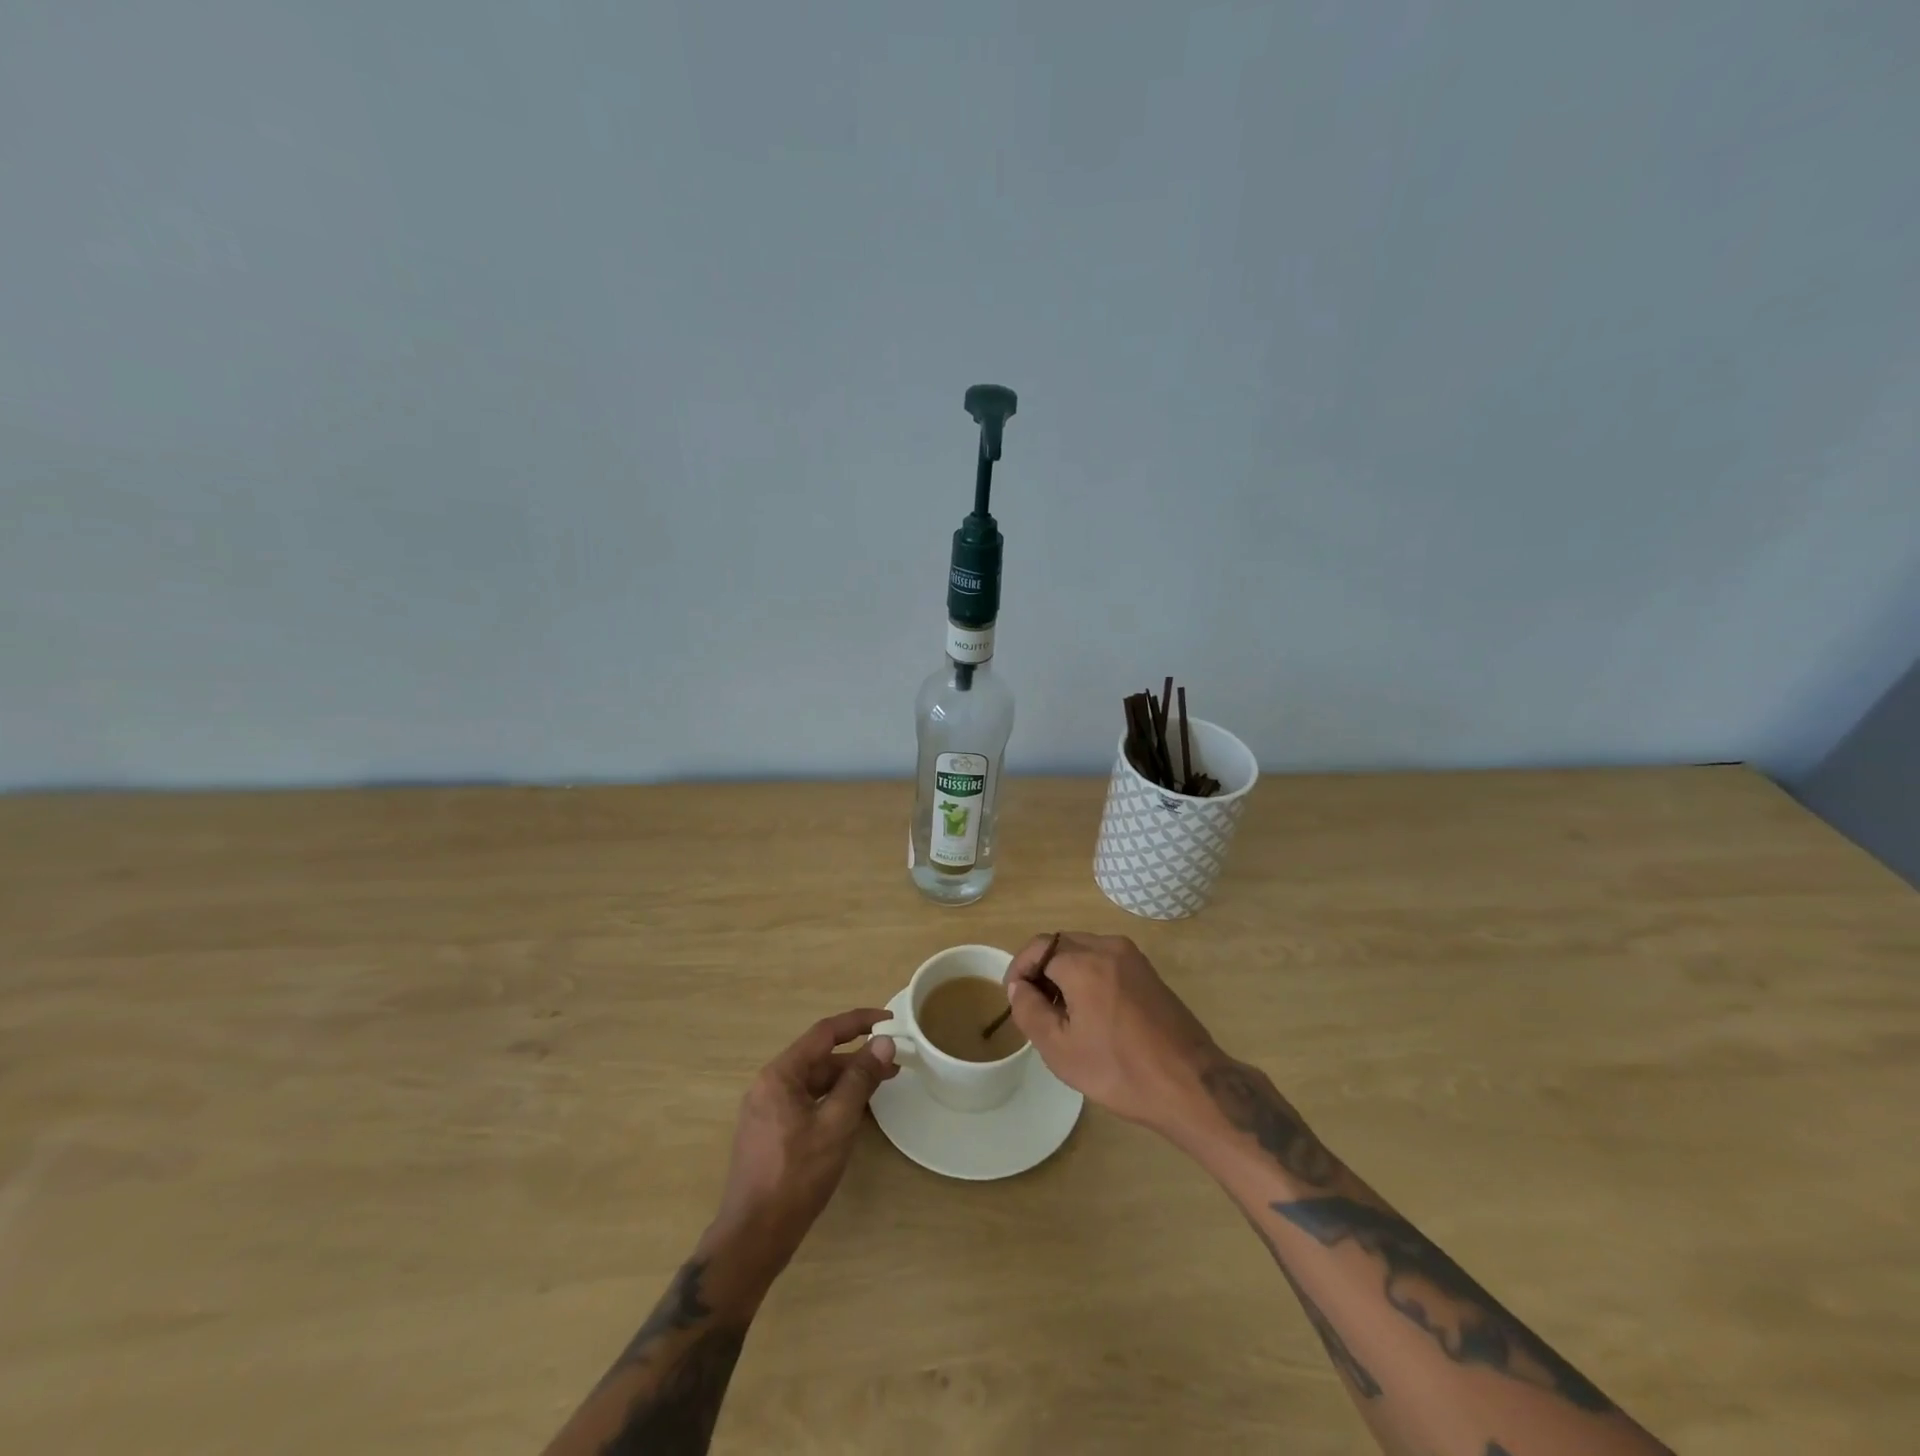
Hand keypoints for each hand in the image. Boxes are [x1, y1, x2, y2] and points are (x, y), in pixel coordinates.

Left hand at [710, 1009, 899, 1276]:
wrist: (753, 1238)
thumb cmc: (796, 1176)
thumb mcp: (836, 1125)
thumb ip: (859, 1080)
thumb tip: (883, 1042)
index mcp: (780, 1075)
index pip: (824, 1032)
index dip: (859, 1021)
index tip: (889, 1019)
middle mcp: (769, 1084)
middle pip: (819, 1058)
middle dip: (857, 1057)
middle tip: (893, 1062)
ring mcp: (767, 1110)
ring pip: (814, 1082)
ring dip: (846, 1080)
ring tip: (880, 1085)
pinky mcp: (770, 1132)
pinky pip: (806, 1102)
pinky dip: (832, 1100)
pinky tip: (854, 1112)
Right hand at [1004, 932, 1219, 1131]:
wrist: (1190, 1085)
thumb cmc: (1119, 1070)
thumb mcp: (1060, 1049)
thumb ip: (1030, 1011)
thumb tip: (1019, 987)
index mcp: (1085, 962)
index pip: (1038, 947)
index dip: (1019, 969)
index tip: (1015, 998)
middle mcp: (1109, 947)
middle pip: (1061, 944)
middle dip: (1042, 969)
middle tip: (1035, 1007)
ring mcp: (1133, 958)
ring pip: (1085, 950)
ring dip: (1065, 972)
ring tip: (1062, 1013)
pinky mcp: (1148, 972)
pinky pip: (1106, 961)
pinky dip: (1089, 975)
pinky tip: (1092, 1012)